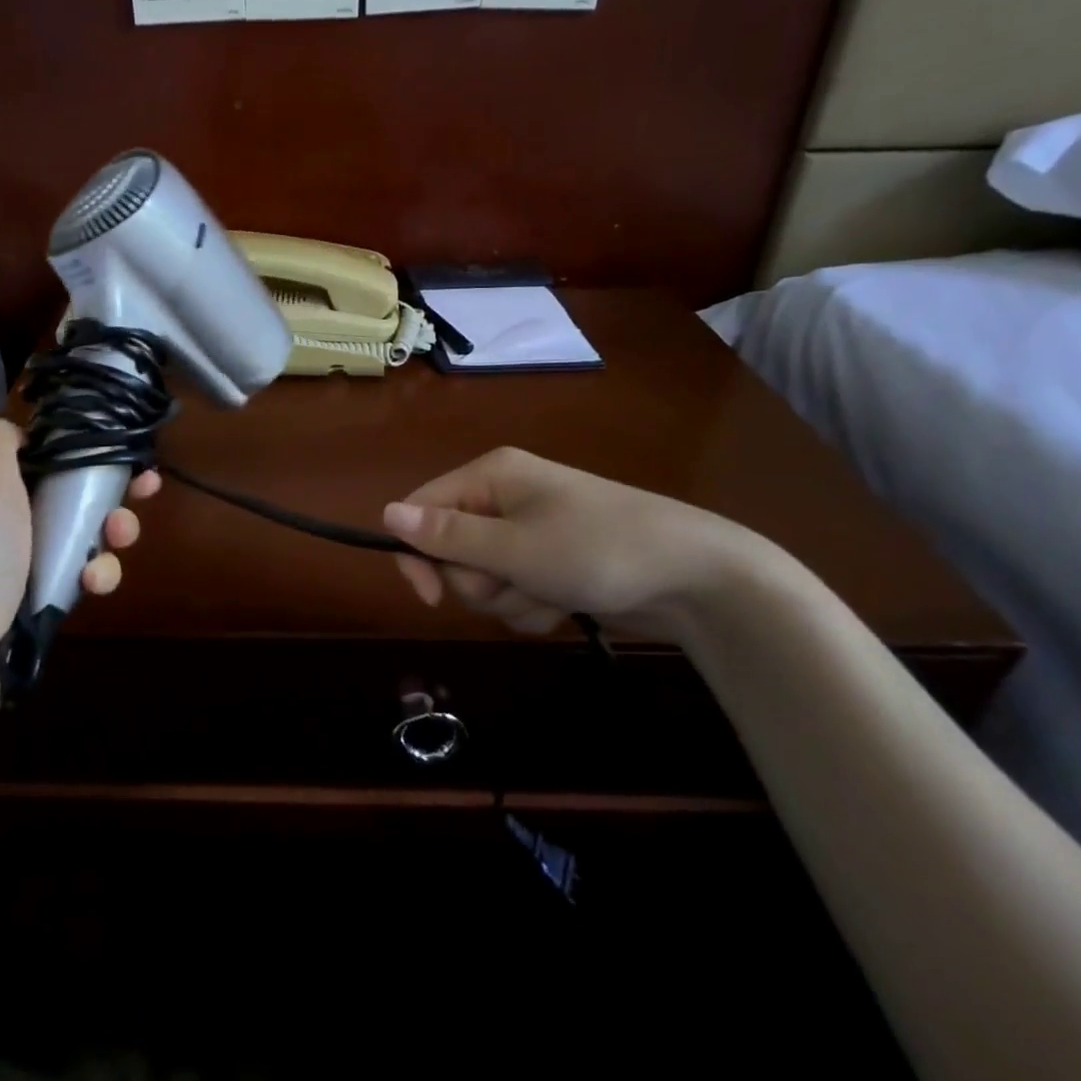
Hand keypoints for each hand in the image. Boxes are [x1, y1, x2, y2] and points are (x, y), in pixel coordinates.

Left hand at [0, 418, 159, 637]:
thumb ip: (0, 436)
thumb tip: (19, 434)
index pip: (37, 452)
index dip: (82, 448)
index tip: (121, 451)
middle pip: (68, 492)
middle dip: (110, 491)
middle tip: (143, 491)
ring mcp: (17, 558)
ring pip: (80, 533)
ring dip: (110, 533)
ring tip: (118, 539)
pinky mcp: (36, 595)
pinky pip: (76, 573)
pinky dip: (92, 574)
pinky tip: (91, 583)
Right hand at [382, 447, 767, 637]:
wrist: (695, 577)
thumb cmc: (596, 549)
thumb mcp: (514, 547)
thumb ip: (447, 535)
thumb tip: (385, 513)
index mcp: (490, 476)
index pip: (421, 510)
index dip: (417, 554)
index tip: (430, 598)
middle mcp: (503, 498)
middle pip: (450, 549)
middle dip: (477, 580)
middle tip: (515, 583)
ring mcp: (528, 531)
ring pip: (481, 577)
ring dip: (506, 598)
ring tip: (547, 595)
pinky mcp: (549, 562)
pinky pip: (512, 590)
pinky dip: (530, 605)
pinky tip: (561, 604)